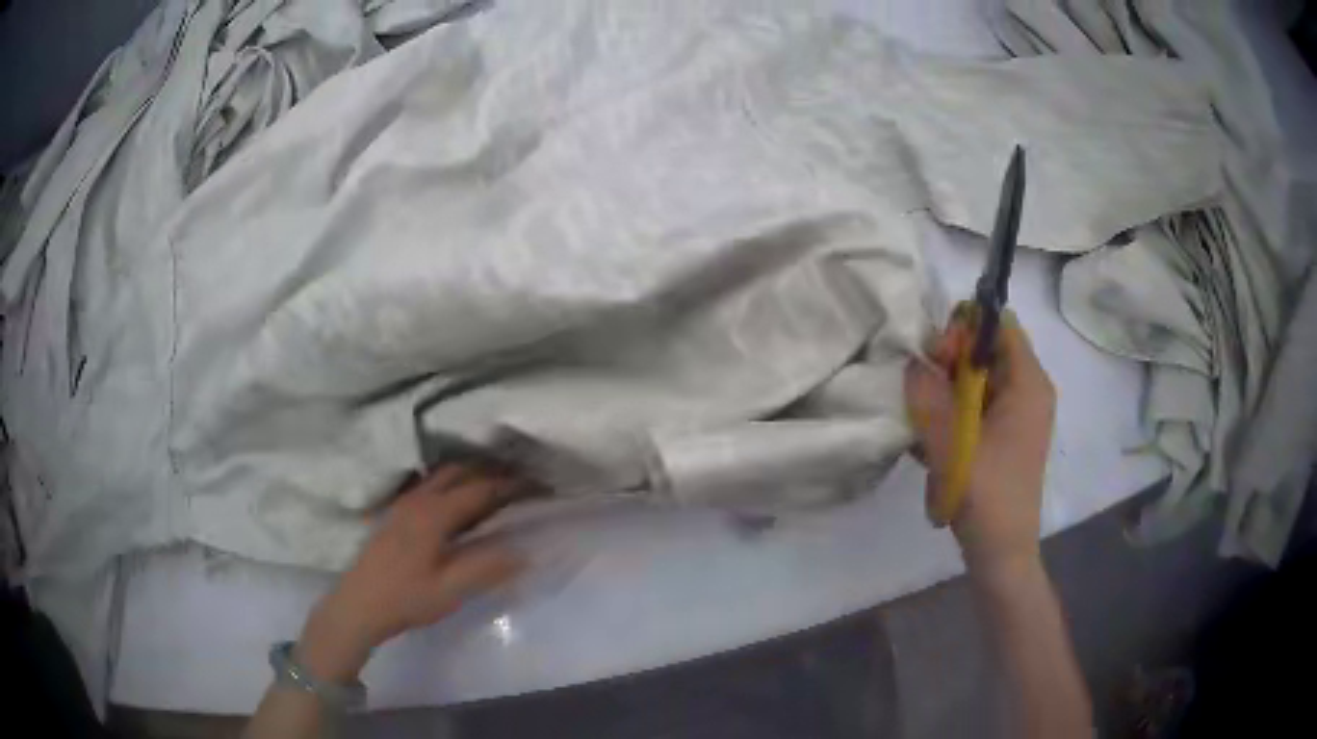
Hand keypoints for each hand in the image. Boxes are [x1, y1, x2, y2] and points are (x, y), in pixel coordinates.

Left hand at [295, 466, 523, 681]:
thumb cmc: (406, 599)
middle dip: (492, 471)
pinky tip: (458, 501)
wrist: (358, 605)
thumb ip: (488, 568)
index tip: (539, 484)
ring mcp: (403, 504)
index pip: (480, 489)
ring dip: (471, 474)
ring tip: (495, 485)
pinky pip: (430, 485)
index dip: (511, 485)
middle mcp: (419, 499)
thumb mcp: (451, 590)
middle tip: (521, 480)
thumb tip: (526, 551)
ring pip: (442, 475)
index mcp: (434, 514)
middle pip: (460, 471)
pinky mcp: (395, 513)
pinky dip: (452, 482)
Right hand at [905, 311, 1055, 573]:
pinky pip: (977, 406)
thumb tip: (913, 362)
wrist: (1001, 551)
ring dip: (947, 391)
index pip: (999, 325)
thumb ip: (929, 397)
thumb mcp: (952, 443)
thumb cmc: (986, 496)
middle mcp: (1028, 391)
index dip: (965, 331)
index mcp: (1028, 384)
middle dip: (951, 363)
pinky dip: (954, 413)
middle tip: (922, 391)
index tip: (937, 358)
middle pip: (987, 350)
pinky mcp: (1006, 435)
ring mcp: (1017, 414)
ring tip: (923, 421)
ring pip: (978, 379)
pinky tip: (933, 441)